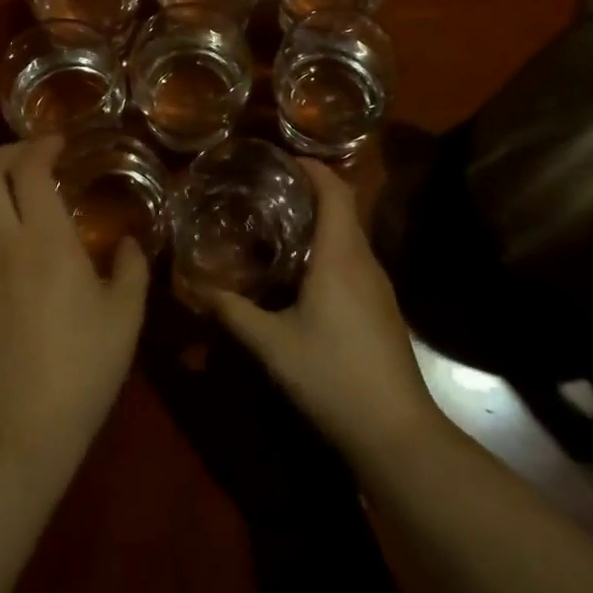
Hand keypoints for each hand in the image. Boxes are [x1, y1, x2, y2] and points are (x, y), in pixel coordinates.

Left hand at [0, 136, 148, 484]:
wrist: (20, 431)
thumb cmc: (83, 368)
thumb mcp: (126, 315)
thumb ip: (131, 267)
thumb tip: (130, 242)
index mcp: (46, 237)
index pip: (28, 169)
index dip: (41, 146)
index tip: (58, 143)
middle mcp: (0, 241)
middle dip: (5, 154)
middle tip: (29, 159)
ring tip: (4, 198)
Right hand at [206, 160, 443, 463]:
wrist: (397, 434)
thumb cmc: (333, 377)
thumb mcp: (272, 345)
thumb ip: (232, 312)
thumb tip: (194, 287)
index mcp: (341, 256)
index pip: (335, 190)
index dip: (313, 168)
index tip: (282, 159)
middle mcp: (365, 261)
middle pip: (344, 209)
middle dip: (311, 192)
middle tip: (268, 191)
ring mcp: (379, 287)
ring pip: (350, 237)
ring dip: (321, 222)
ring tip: (279, 226)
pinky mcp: (383, 309)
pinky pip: (355, 261)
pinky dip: (330, 249)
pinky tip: (304, 274)